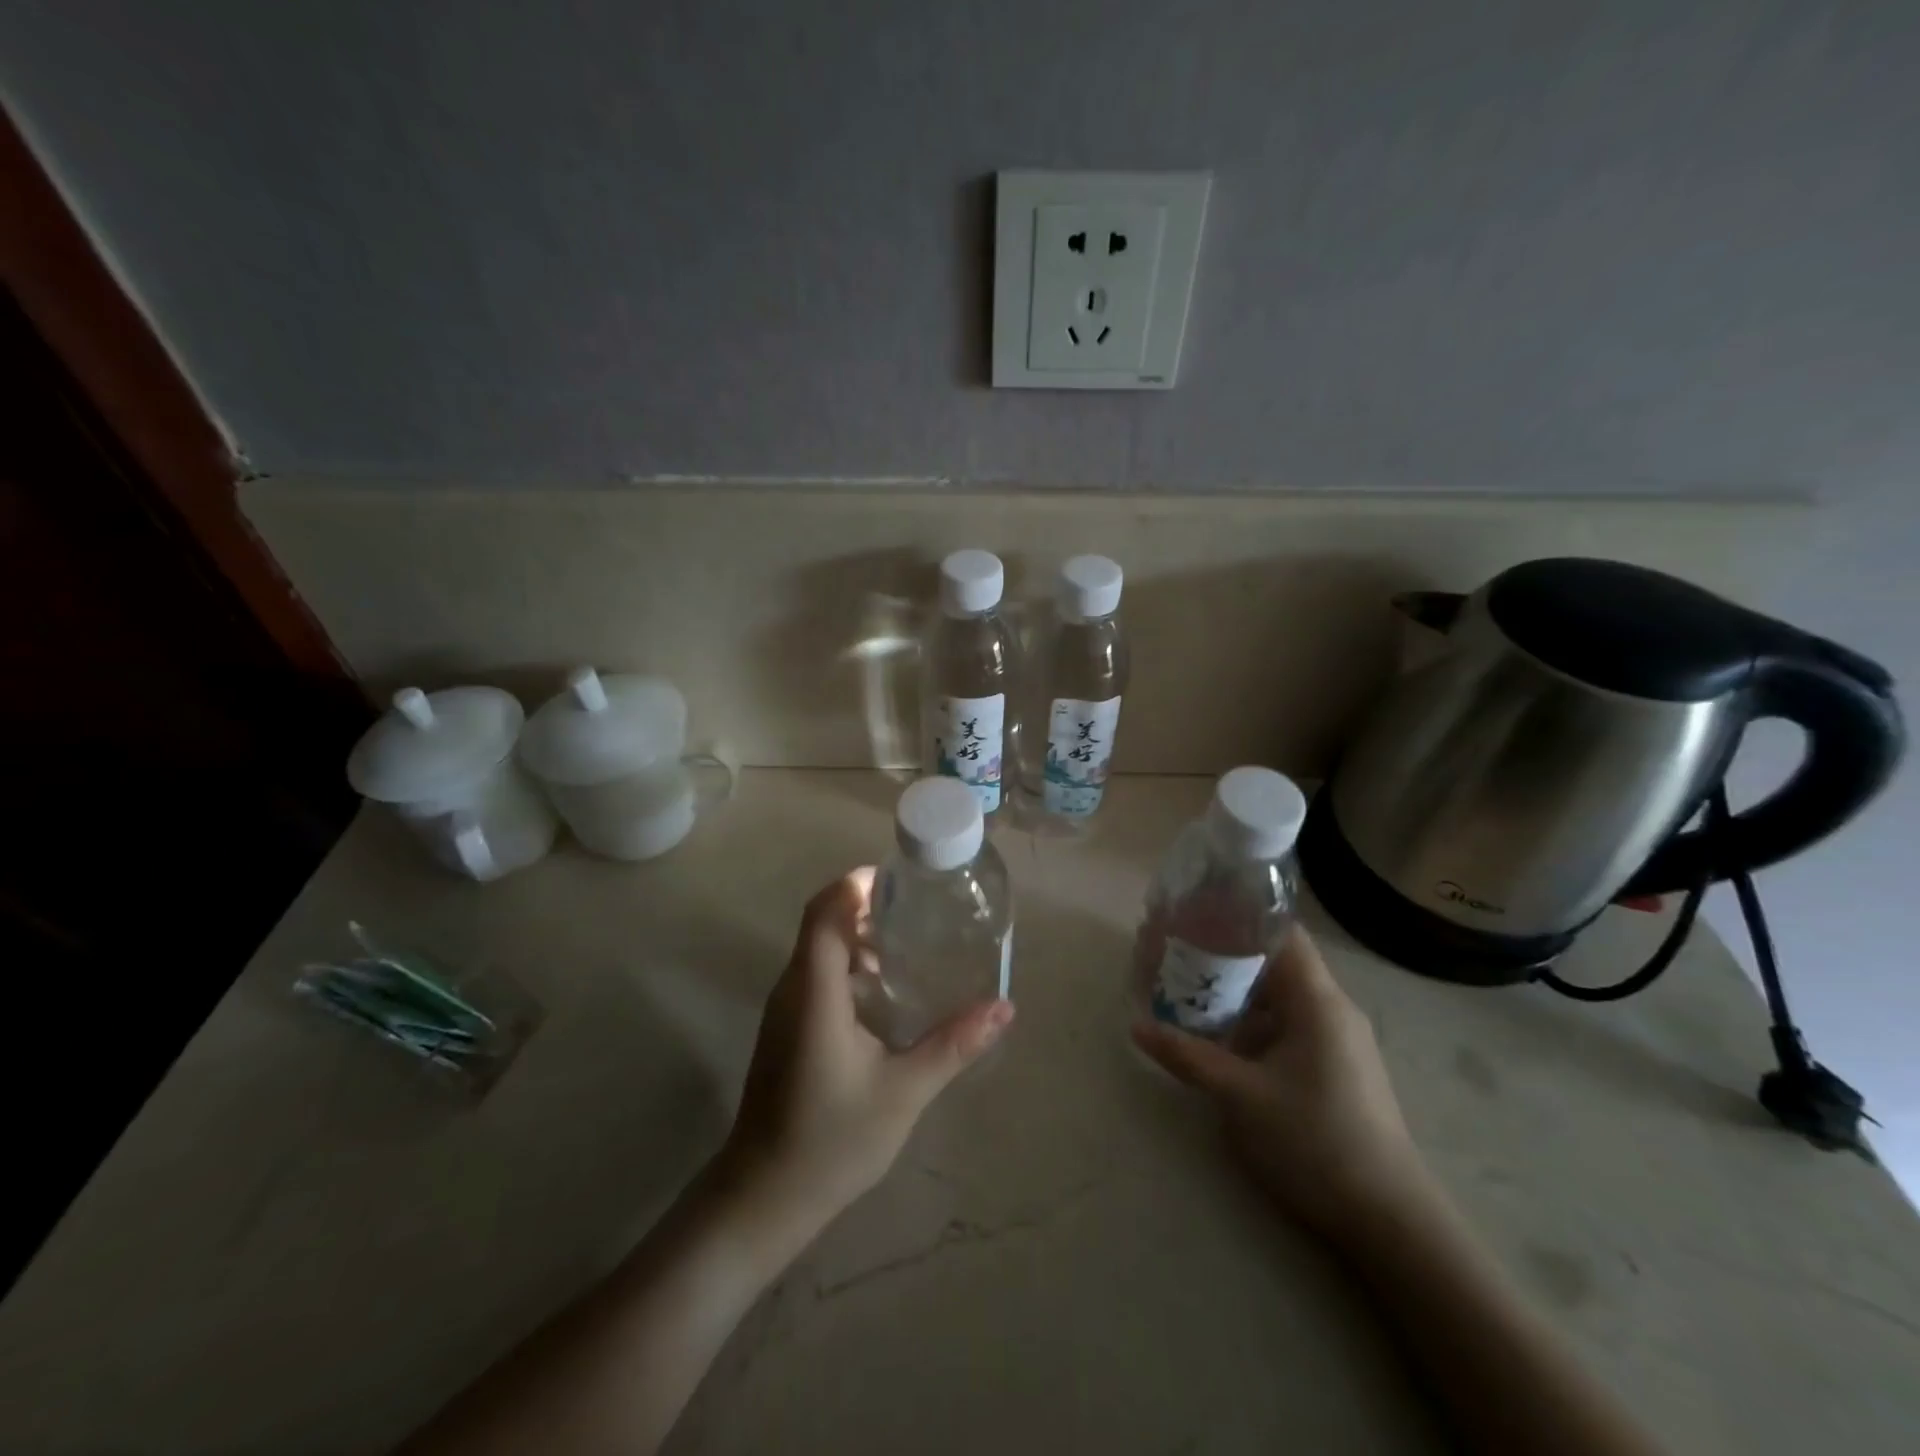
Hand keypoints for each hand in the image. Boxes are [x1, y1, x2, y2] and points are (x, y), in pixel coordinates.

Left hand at [717, 868, 1014, 1240]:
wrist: (764, 1197)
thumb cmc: (832, 1140)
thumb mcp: (904, 1091)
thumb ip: (953, 1044)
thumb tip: (1004, 1008)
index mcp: (815, 991)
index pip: (825, 910)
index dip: (857, 884)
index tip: (901, 880)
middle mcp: (793, 988)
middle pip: (823, 922)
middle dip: (867, 905)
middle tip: (919, 909)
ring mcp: (784, 1009)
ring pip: (818, 948)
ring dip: (858, 934)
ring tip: (909, 944)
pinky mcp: (786, 1028)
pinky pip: (815, 973)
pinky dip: (848, 963)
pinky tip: (883, 990)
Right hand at [1133, 926, 1430, 1240]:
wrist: (1389, 1221)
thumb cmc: (1316, 1142)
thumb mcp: (1241, 1097)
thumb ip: (1188, 1055)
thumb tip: (1136, 1026)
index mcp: (1318, 1001)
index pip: (1280, 933)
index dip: (1237, 916)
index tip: (1192, 913)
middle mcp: (1330, 1009)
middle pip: (1273, 962)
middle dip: (1223, 954)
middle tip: (1174, 952)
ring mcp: (1334, 1039)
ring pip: (1277, 996)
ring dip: (1234, 991)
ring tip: (1185, 989)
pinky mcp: (1332, 1066)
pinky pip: (1284, 1025)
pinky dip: (1250, 1021)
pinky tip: (1216, 1035)